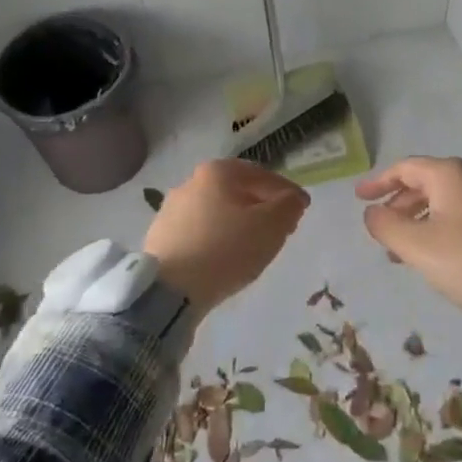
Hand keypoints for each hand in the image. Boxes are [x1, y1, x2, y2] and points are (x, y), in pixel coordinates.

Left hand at [145, 159, 309, 317]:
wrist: (170, 289)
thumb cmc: (226, 249)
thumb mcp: (271, 226)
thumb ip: (289, 206)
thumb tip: (293, 199)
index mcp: (217, 172)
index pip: (262, 175)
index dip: (286, 192)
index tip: (301, 209)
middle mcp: (190, 182)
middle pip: (237, 191)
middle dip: (261, 206)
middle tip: (280, 228)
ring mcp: (170, 210)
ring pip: (216, 211)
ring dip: (237, 223)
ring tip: (252, 246)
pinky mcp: (159, 237)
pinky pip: (198, 232)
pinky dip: (215, 239)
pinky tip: (223, 258)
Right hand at [356, 157, 461, 329]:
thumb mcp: (417, 246)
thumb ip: (385, 225)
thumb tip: (372, 213)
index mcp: (449, 175)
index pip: (404, 168)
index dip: (378, 182)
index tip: (358, 197)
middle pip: (423, 183)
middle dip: (397, 204)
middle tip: (377, 226)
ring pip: (440, 202)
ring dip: (414, 221)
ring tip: (397, 250)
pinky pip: (456, 217)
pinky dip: (435, 229)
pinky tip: (430, 256)